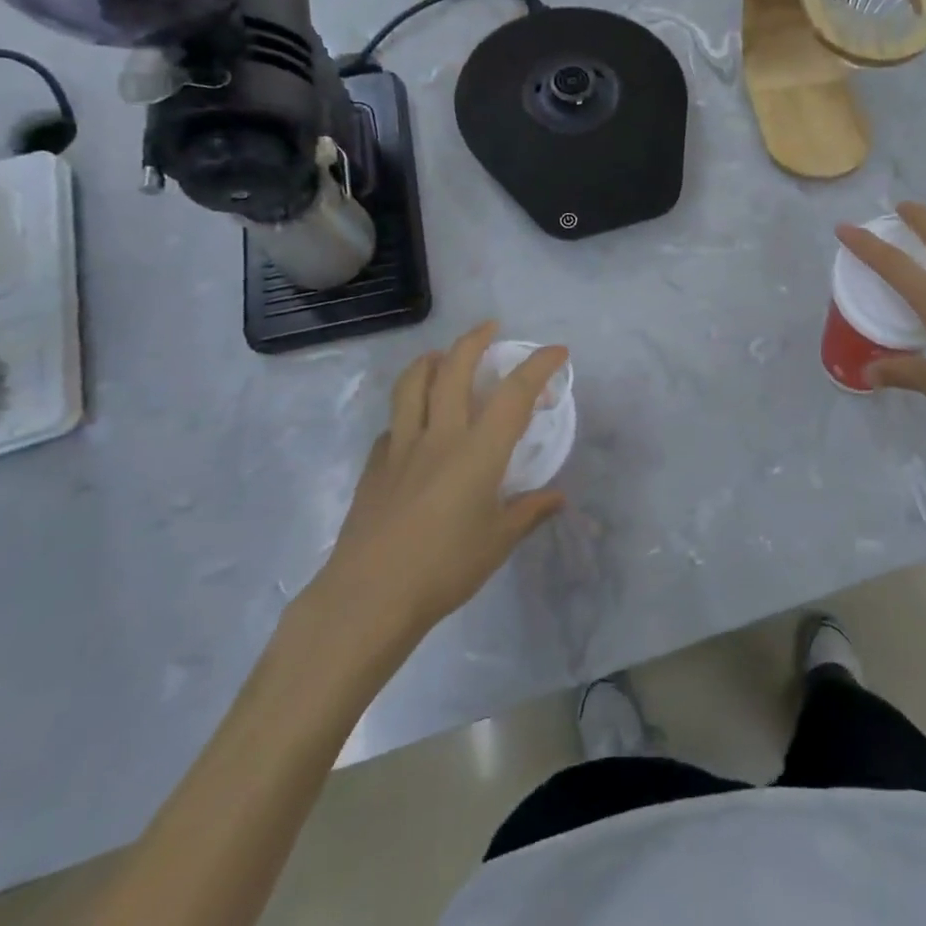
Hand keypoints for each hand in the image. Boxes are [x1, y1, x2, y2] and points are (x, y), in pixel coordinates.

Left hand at [310, 322, 566, 647]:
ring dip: (431, 360)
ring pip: (412, 383)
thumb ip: (529, 512)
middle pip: (454, 369)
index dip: (538, 365)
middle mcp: (440, 435)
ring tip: (442, 356)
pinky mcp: (374, 465)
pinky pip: (393, 423)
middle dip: (475, 340)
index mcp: (478, 450)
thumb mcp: (498, 542)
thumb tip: (557, 497)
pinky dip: (407, 410)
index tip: (556, 351)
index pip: (514, 393)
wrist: (368, 597)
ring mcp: (401, 446)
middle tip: (490, 327)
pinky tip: (413, 425)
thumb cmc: (443, 569)